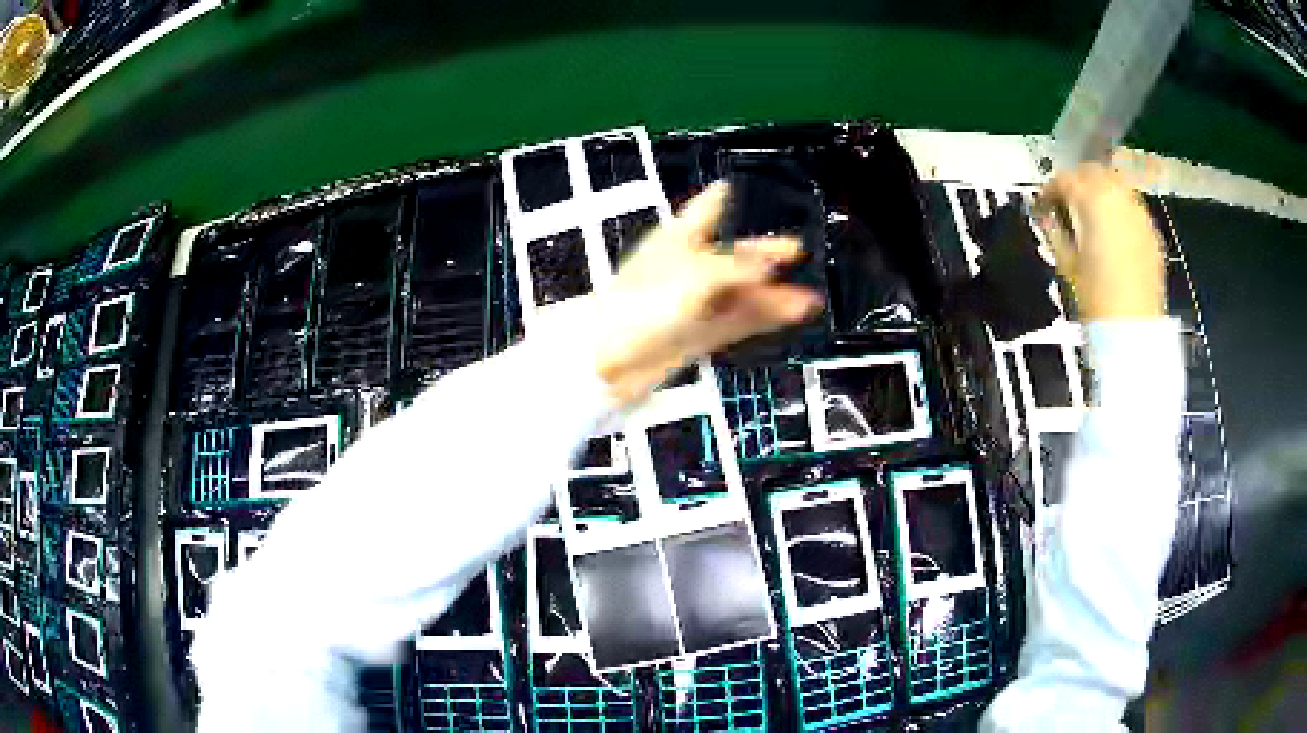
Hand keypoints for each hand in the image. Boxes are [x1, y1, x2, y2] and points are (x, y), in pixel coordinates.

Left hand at [591, 183, 821, 402]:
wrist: (610, 360)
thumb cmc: (643, 304)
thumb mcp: (696, 274)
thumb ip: (738, 267)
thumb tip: (771, 261)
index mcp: (675, 241)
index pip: (701, 212)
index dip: (717, 198)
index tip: (729, 185)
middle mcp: (685, 270)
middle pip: (730, 256)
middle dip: (761, 252)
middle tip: (794, 248)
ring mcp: (692, 304)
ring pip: (738, 294)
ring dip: (770, 294)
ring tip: (808, 297)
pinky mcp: (697, 335)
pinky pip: (736, 321)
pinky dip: (762, 317)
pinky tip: (790, 314)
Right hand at [1033, 164, 1165, 319]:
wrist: (1133, 330)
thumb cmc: (1095, 298)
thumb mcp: (1066, 263)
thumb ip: (1055, 231)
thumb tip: (1048, 216)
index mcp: (1091, 198)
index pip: (1064, 180)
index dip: (1049, 191)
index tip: (1042, 207)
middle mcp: (1117, 195)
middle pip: (1092, 172)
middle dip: (1077, 183)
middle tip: (1066, 205)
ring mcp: (1138, 212)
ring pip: (1115, 184)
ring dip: (1100, 192)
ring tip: (1091, 216)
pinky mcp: (1151, 231)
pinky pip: (1131, 206)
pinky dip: (1119, 209)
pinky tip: (1113, 231)